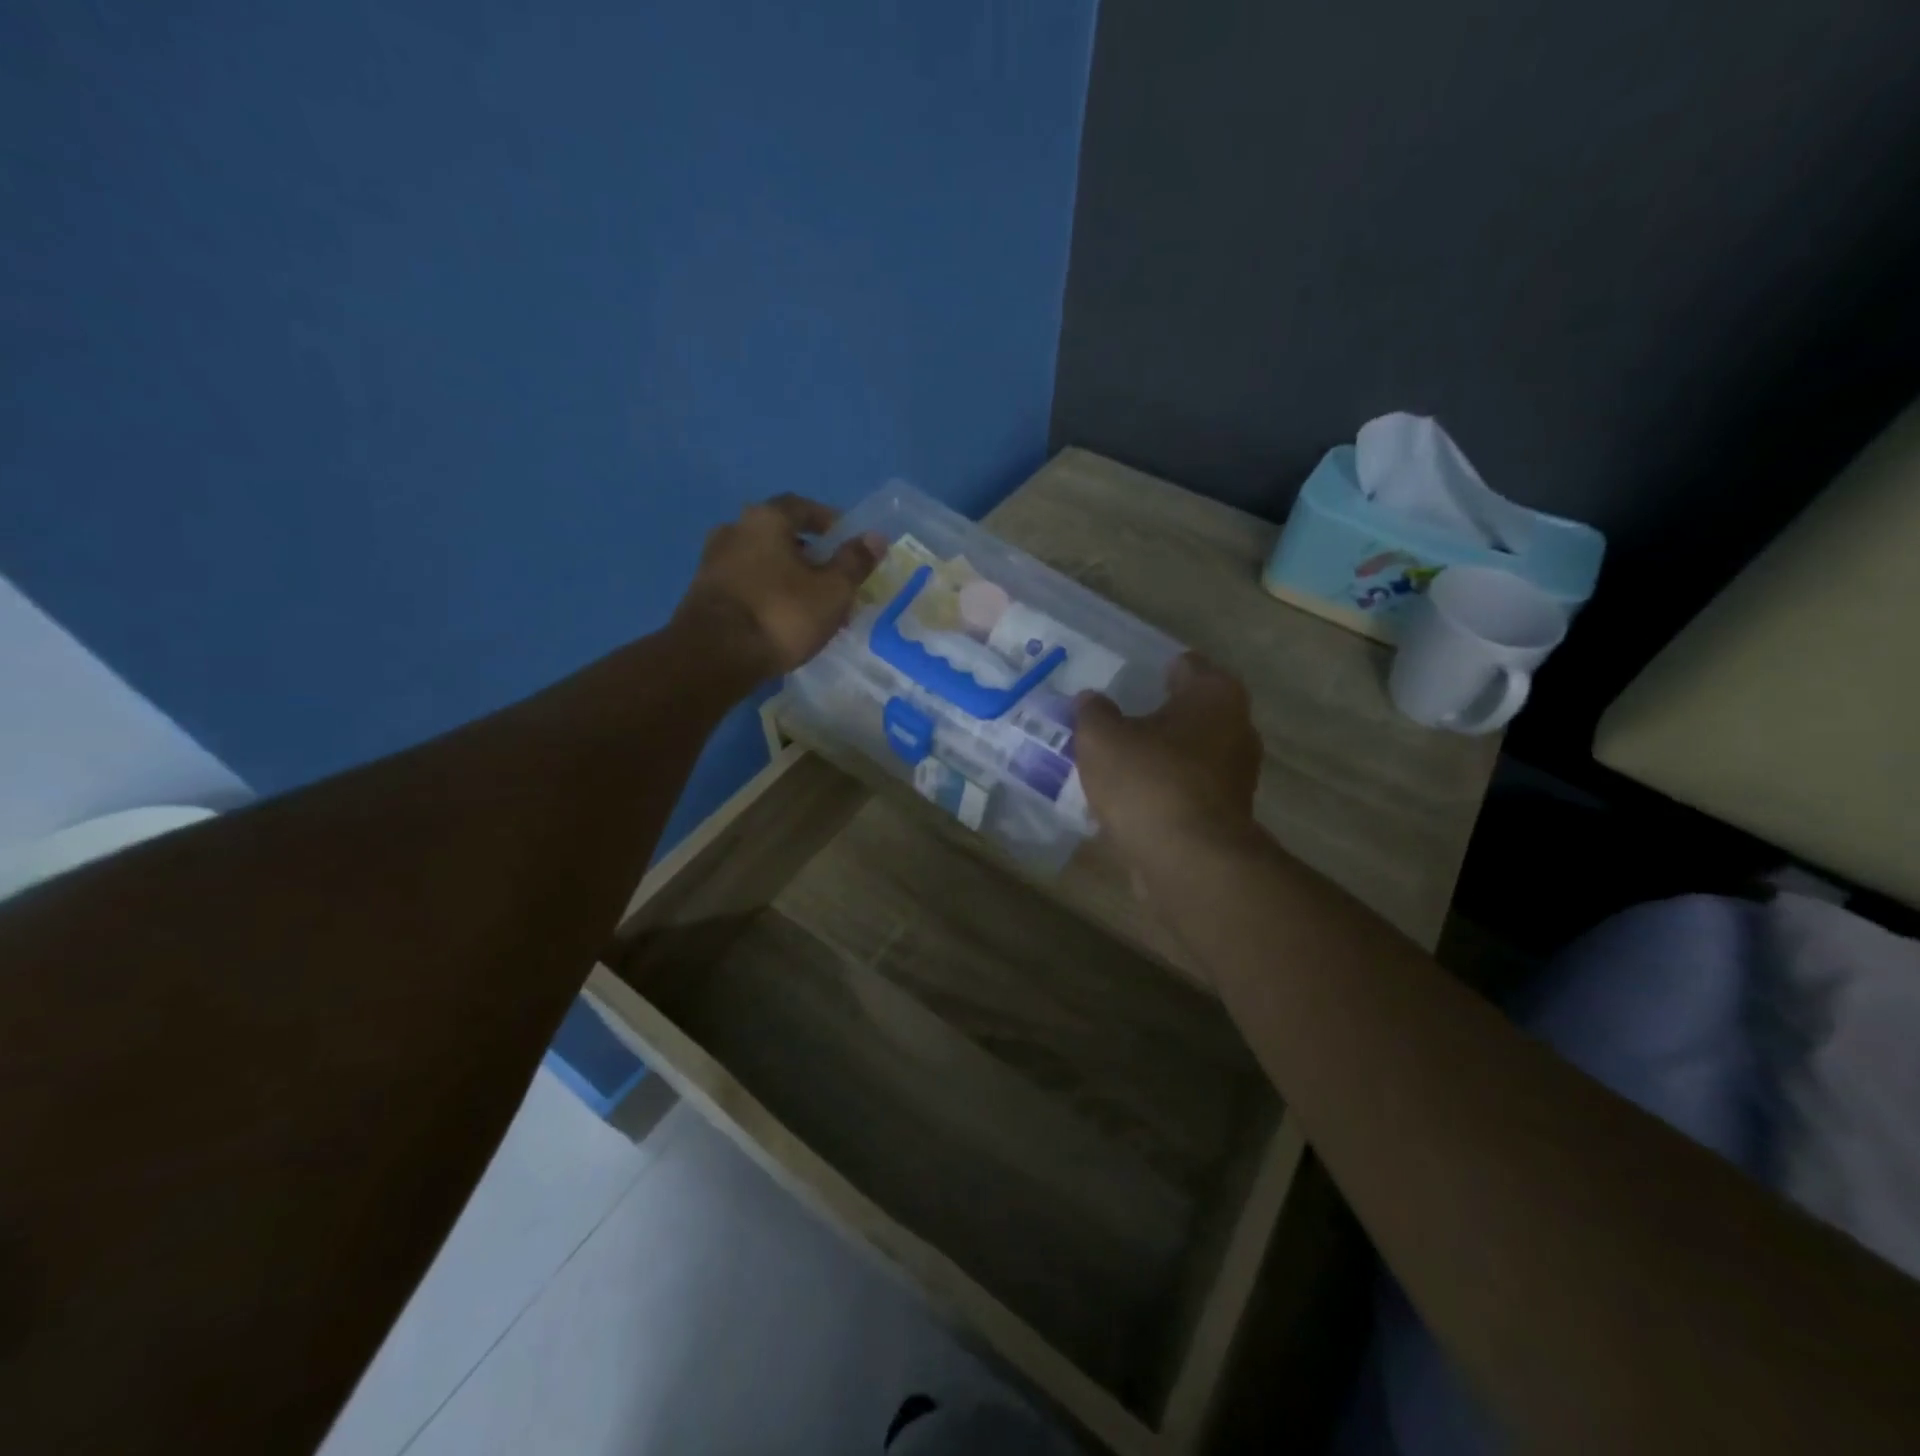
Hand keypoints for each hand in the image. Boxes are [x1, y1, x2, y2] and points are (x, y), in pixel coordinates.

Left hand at [675, 495, 881, 677]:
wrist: (715, 655)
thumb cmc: (781, 614)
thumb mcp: (832, 591)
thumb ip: (854, 562)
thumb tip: (875, 537)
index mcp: (765, 519)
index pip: (802, 506)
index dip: (827, 520)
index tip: (845, 539)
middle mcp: (734, 530)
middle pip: (778, 534)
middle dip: (807, 552)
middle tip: (831, 576)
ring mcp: (713, 561)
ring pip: (760, 561)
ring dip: (785, 575)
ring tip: (809, 602)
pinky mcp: (703, 593)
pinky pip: (745, 584)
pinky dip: (766, 593)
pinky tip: (780, 618)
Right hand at [1074, 654, 1261, 855]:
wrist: (1188, 861)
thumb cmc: (1148, 781)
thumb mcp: (1101, 738)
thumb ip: (1093, 712)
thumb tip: (1091, 700)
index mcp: (1215, 695)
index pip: (1186, 665)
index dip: (1154, 669)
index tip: (1123, 678)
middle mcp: (1237, 728)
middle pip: (1190, 712)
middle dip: (1156, 715)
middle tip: (1114, 720)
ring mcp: (1236, 775)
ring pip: (1188, 754)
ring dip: (1159, 757)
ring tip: (1115, 762)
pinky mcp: (1226, 815)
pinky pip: (1186, 790)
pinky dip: (1162, 790)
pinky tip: (1129, 799)